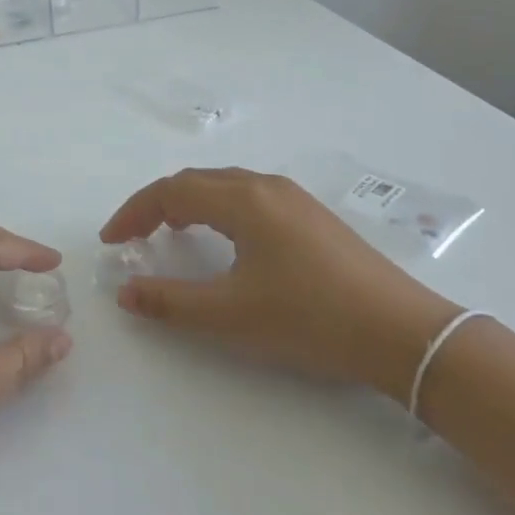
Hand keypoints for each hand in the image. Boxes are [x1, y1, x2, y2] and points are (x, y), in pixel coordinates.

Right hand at [101, 168, 458, 402]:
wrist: (402, 333)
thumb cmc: (310, 319)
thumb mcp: (231, 315)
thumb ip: (170, 302)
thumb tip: (124, 292)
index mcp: (243, 201)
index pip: (171, 192)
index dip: (134, 212)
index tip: (112, 242)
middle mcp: (265, 186)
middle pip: (195, 181)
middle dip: (157, 204)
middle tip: (133, 237)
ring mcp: (293, 198)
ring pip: (223, 186)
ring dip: (188, 203)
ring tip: (170, 234)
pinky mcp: (311, 215)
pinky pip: (248, 197)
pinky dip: (217, 209)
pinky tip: (223, 239)